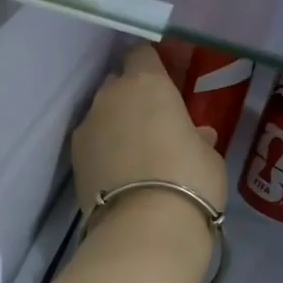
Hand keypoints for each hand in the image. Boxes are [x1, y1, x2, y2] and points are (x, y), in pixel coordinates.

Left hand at [72, 43, 225, 245]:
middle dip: (131, 97)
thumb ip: (197, 137)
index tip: (166, 85)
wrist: (145, 228)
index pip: (142, 54)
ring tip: (135, 154)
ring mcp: (86, 128)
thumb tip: (195, 135)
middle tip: (153, 122)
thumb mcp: (208, 156)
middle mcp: (109, 96)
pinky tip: (119, 174)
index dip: (153, 67)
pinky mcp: (74, 160)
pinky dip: (103, 152)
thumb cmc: (190, 181)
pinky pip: (92, 145)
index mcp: (146, 83)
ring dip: (115, 126)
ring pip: (101, 115)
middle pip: (117, 84)